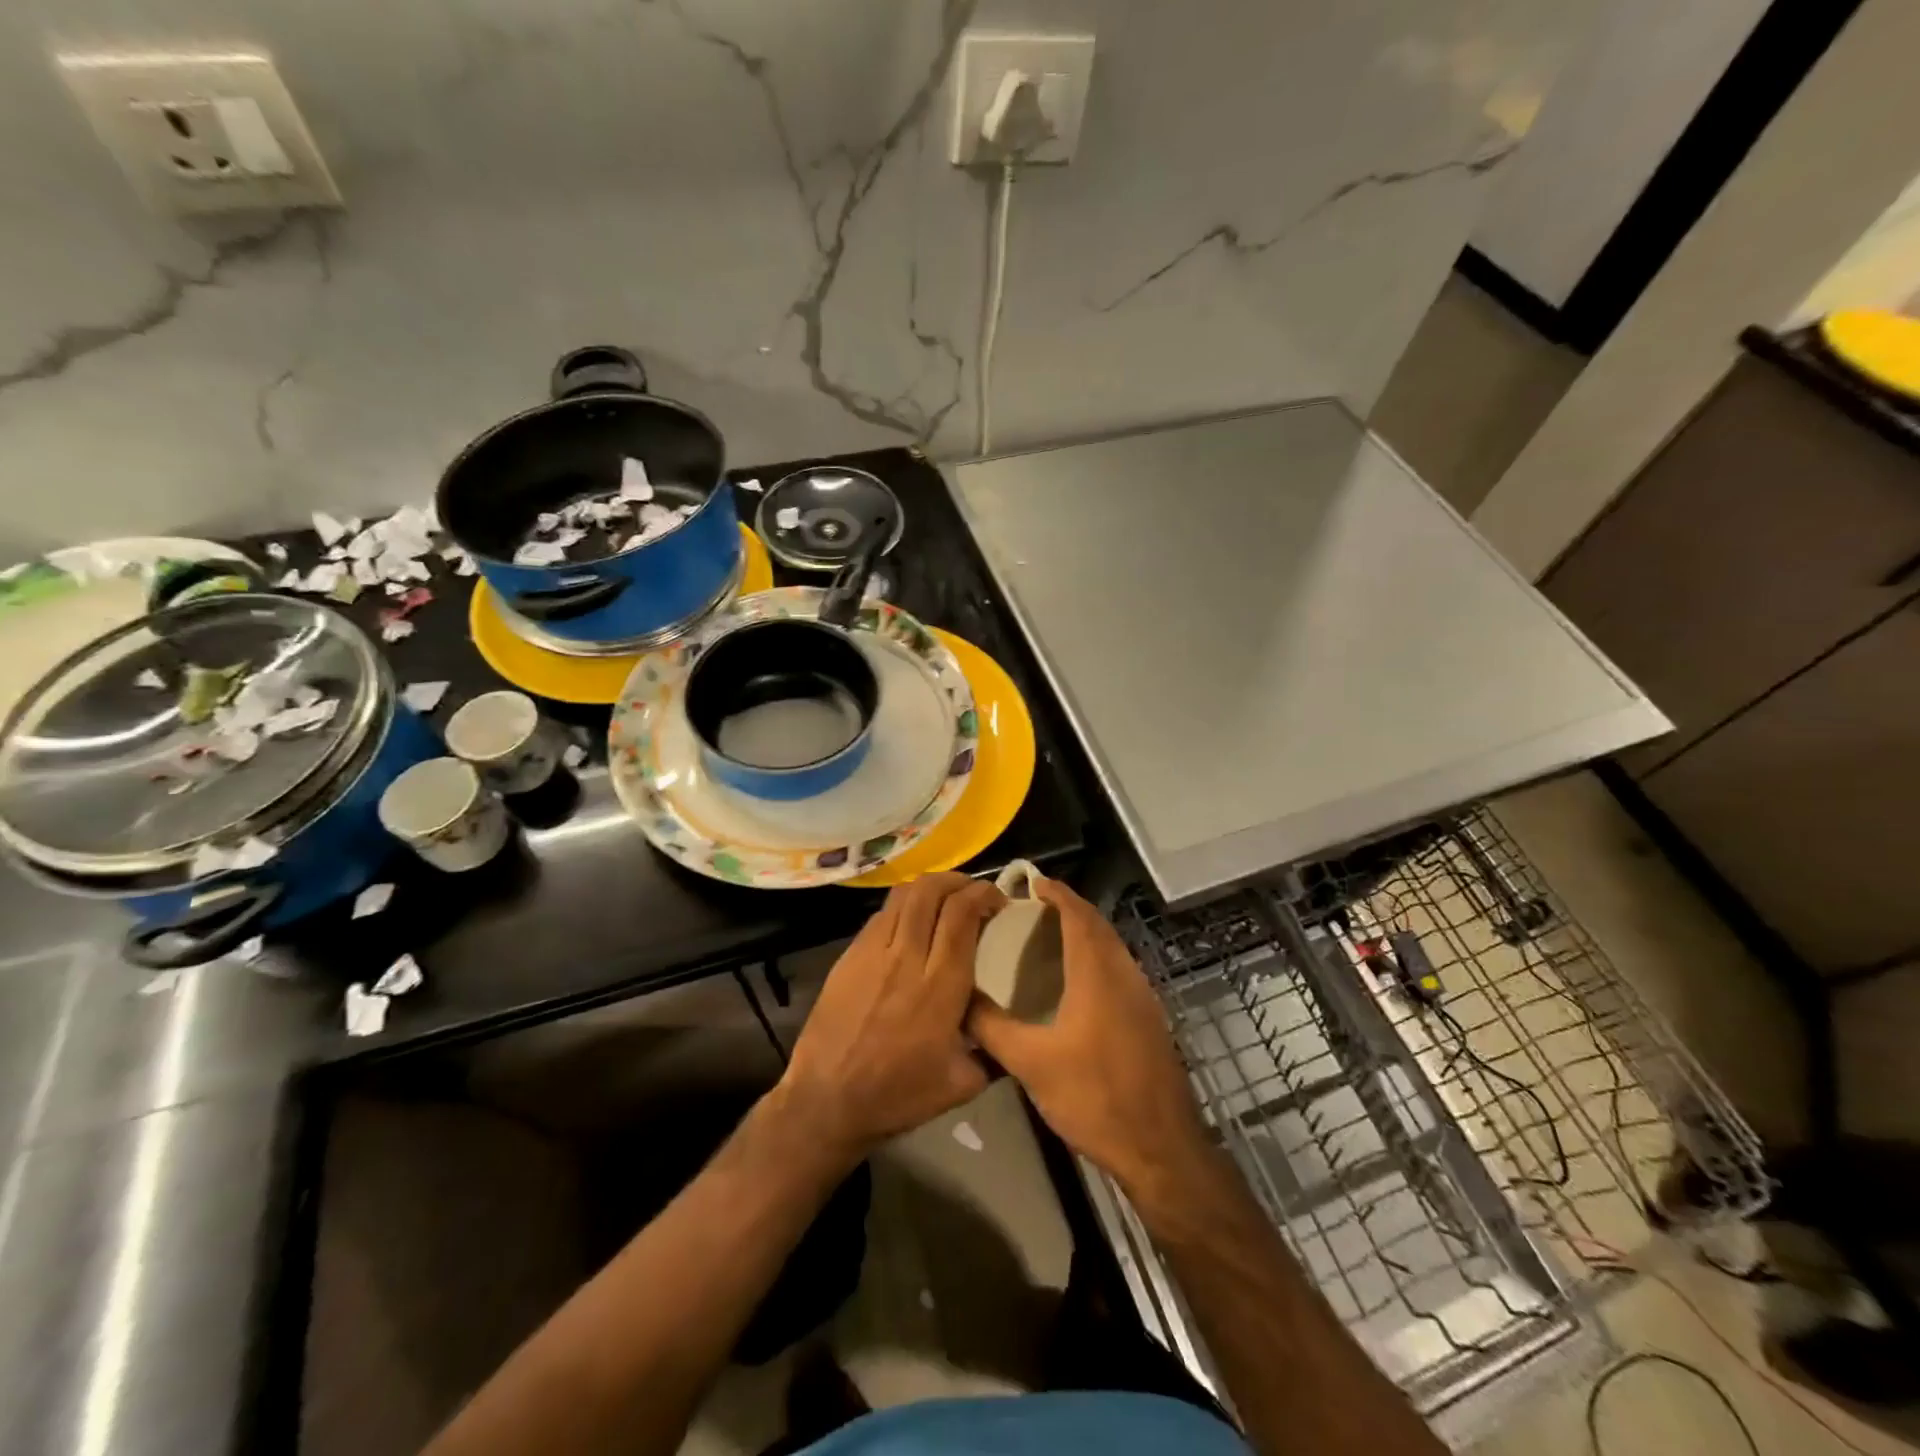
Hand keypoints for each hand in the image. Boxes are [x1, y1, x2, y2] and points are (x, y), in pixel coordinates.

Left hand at [777, 873, 1004, 1167]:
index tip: (997, 900)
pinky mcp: (849, 956)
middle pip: (932, 892)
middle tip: (973, 892)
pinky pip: (881, 915)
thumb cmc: (898, 1096)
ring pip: (903, 895)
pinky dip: (903, 906)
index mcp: (940, 985)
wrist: (827, 1101)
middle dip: (958, 880)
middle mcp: (907, 957)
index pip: (962, 915)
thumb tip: (1010, 1028)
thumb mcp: (962, 1084)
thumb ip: (993, 1050)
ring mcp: (873, 952)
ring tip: (944, 898)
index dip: (983, 895)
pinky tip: (911, 923)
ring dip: (930, 887)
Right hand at [967, 878, 1211, 1197]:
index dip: (1056, 893)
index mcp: (1097, 973)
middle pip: (1097, 925)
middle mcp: (1124, 974)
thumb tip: (957, 1000)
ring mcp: (1142, 996)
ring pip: (1112, 947)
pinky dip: (1097, 957)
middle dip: (1068, 908)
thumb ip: (992, 1027)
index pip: (1078, 915)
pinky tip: (1076, 983)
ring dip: (1085, 932)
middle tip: (1033, 908)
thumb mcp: (1031, 1064)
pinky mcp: (1149, 1018)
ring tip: (1049, 938)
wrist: (1160, 1147)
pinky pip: (1119, 968)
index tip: (1032, 881)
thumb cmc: (1094, 1097)